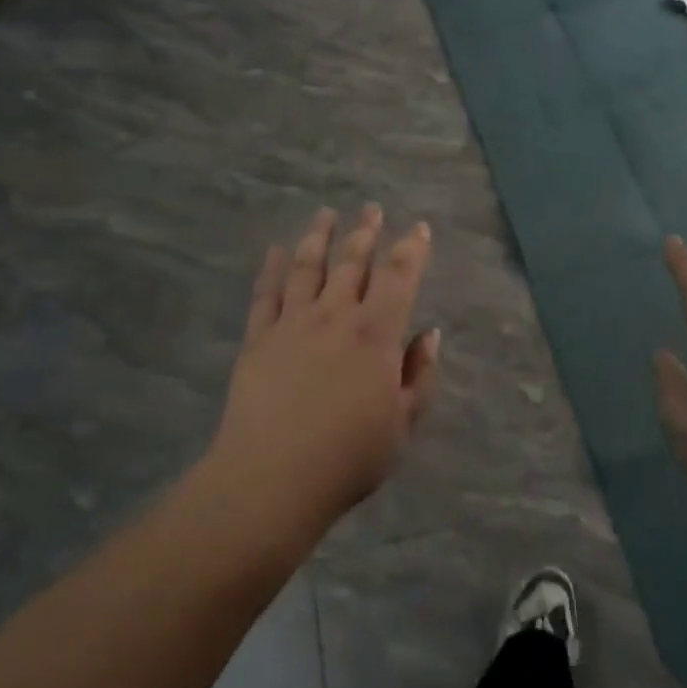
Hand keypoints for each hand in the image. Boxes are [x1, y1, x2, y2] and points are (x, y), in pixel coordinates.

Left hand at [208, 206, 441, 528]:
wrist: (272, 479)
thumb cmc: (349, 457)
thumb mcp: (403, 424)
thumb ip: (420, 375)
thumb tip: (428, 334)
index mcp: (375, 334)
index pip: (398, 277)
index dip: (412, 249)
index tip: (419, 228)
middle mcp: (334, 315)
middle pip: (352, 262)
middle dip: (366, 232)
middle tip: (372, 208)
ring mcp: (292, 323)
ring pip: (308, 267)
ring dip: (320, 236)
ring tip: (326, 213)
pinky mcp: (258, 338)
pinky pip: (266, 293)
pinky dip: (273, 267)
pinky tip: (277, 250)